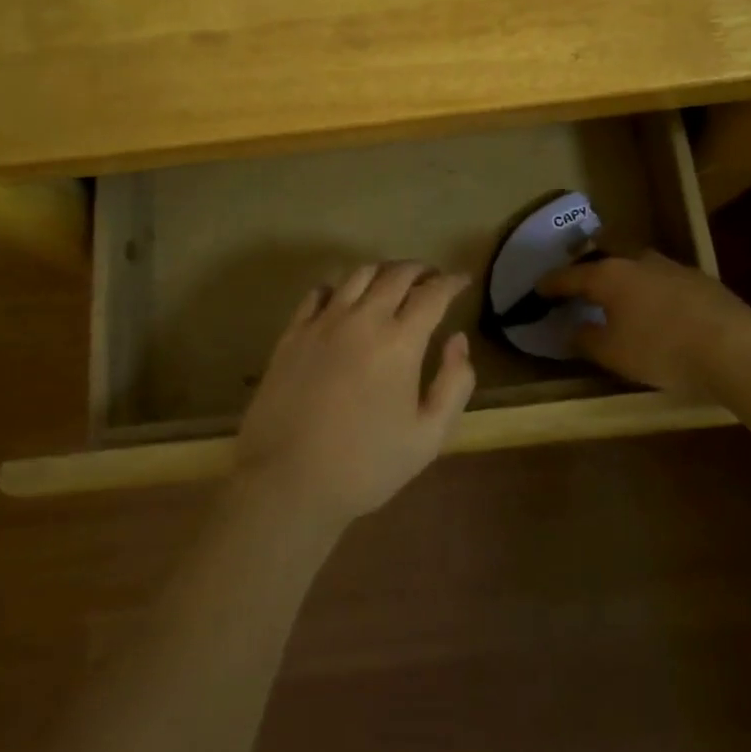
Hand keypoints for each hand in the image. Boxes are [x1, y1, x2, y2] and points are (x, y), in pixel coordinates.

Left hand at [236, 262, 475, 531]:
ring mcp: (323, 322)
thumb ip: (454, 383)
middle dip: (420, 270)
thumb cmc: (366, 465)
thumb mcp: (428, 437)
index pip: (432, 294)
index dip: (451, 282)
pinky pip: (319, 292)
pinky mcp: (293, 332)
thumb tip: (458, 339)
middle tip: (431, 278)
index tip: (462, 280)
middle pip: (396, 274)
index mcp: (399, 342)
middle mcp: (362, 319)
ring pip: (358, 275)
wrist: (288, 481)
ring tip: (393, 283)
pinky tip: (344, 299)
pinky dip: (340, 287)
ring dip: (383, 272)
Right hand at [538, 251, 750, 397]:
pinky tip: (658, 304)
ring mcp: (672, 266)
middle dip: (589, 262)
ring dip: (624, 272)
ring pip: (638, 262)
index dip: (551, 283)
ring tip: (619, 288)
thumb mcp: (613, 354)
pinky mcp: (701, 280)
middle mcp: (637, 261)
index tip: (538, 287)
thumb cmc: (662, 350)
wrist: (735, 348)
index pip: (569, 275)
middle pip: (605, 253)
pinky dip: (652, 287)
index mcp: (608, 275)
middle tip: (579, 273)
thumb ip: (586, 340)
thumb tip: (571, 330)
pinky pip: (664, 277)